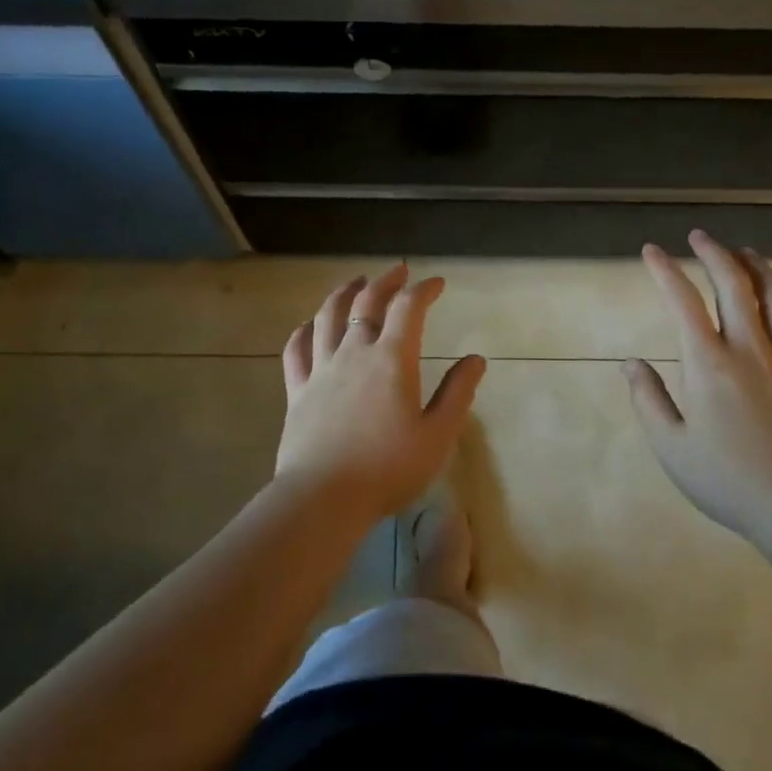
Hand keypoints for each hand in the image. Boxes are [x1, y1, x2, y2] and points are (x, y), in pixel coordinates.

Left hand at [276, 264, 486, 523]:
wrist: (324, 499)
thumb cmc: (388, 469)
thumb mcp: (437, 435)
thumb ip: (457, 393)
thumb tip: (476, 359)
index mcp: (392, 359)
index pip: (409, 308)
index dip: (424, 289)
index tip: (436, 284)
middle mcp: (354, 353)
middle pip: (366, 302)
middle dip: (385, 282)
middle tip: (398, 272)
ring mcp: (321, 369)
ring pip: (327, 317)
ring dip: (343, 293)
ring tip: (355, 283)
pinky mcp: (297, 390)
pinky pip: (296, 350)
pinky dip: (303, 331)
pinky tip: (308, 326)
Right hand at [624, 230, 771, 538]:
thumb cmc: (729, 481)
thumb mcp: (671, 446)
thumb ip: (648, 399)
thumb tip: (631, 363)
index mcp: (709, 363)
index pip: (682, 301)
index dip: (664, 270)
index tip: (651, 251)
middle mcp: (750, 350)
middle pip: (734, 286)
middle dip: (714, 254)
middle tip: (700, 237)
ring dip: (760, 269)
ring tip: (745, 252)